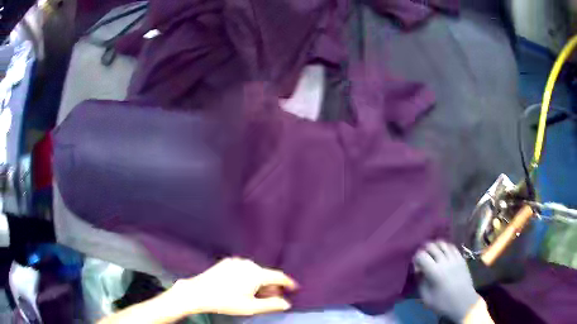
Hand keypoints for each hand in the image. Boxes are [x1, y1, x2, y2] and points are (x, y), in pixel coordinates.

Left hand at [169, 258, 297, 315]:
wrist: (199, 292)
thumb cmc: (226, 302)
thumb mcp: (251, 307)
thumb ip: (272, 305)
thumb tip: (286, 303)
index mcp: (256, 273)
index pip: (278, 276)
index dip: (288, 283)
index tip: (293, 288)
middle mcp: (248, 264)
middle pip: (266, 274)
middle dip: (271, 285)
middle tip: (271, 297)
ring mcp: (236, 261)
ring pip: (254, 271)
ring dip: (259, 281)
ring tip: (255, 294)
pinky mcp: (226, 262)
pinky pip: (243, 268)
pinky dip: (248, 276)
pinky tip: (242, 286)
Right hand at [414, 241, 480, 322]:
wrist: (463, 302)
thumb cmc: (443, 303)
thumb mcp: (426, 298)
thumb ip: (420, 282)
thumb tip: (417, 270)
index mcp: (435, 272)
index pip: (422, 256)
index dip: (416, 258)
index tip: (415, 264)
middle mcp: (445, 261)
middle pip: (432, 246)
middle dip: (424, 250)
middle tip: (423, 257)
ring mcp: (455, 258)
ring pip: (443, 244)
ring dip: (435, 247)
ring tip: (433, 253)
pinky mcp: (461, 258)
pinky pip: (452, 247)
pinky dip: (445, 248)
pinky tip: (443, 254)